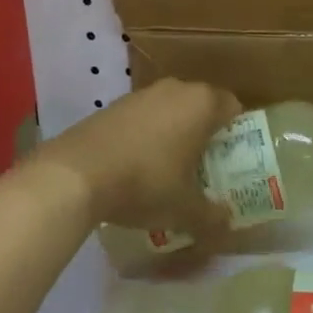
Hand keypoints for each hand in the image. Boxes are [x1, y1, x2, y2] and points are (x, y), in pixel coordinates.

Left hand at [39, 79, 240, 238]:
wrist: (77, 173)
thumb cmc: (145, 182)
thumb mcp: (185, 210)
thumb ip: (212, 217)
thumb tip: (227, 224)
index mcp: (202, 103)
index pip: (233, 107)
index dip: (236, 133)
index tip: (231, 160)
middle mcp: (176, 89)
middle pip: (201, 106)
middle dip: (205, 134)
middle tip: (204, 168)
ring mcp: (142, 93)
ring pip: (171, 110)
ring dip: (174, 133)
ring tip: (169, 170)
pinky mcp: (114, 104)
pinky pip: (144, 117)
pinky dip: (147, 135)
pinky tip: (136, 165)